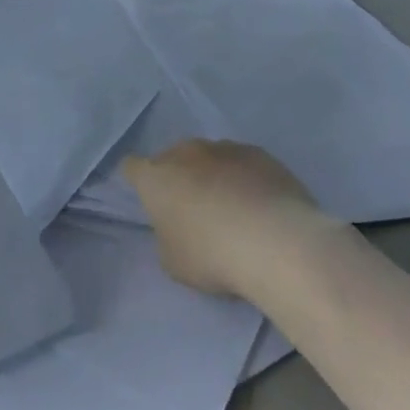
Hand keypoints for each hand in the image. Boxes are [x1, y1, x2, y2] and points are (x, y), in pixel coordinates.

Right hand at [122, 140, 326, 298]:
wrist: (277, 243)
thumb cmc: (212, 255)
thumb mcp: (173, 260)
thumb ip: (167, 236)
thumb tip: (179, 227)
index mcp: (155, 177)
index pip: (131, 168)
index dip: (139, 182)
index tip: (151, 202)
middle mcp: (185, 153)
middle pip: (173, 158)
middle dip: (179, 177)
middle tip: (194, 210)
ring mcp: (225, 148)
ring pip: (210, 158)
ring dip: (214, 175)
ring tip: (234, 209)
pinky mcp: (261, 154)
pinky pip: (244, 163)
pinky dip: (246, 178)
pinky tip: (261, 206)